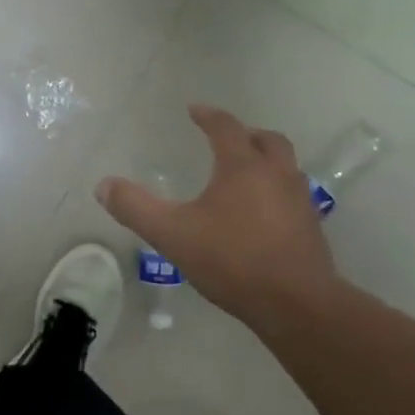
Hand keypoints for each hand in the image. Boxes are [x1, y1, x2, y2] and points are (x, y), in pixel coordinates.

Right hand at [97, 104, 344, 330]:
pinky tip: (260, 213)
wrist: (296, 304)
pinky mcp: (311, 228)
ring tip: (244, 174)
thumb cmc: (232, 260)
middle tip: (226, 139)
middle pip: (267, 140)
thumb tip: (103, 185)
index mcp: (243, 167)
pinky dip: (275, 190)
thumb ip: (135, 208)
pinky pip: (292, 194)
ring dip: (265, 160)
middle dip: (245, 134)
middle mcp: (277, 174)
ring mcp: (299, 201)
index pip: (226, 127)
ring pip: (285, 166)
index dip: (208, 115)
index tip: (194, 110)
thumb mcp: (172, 234)